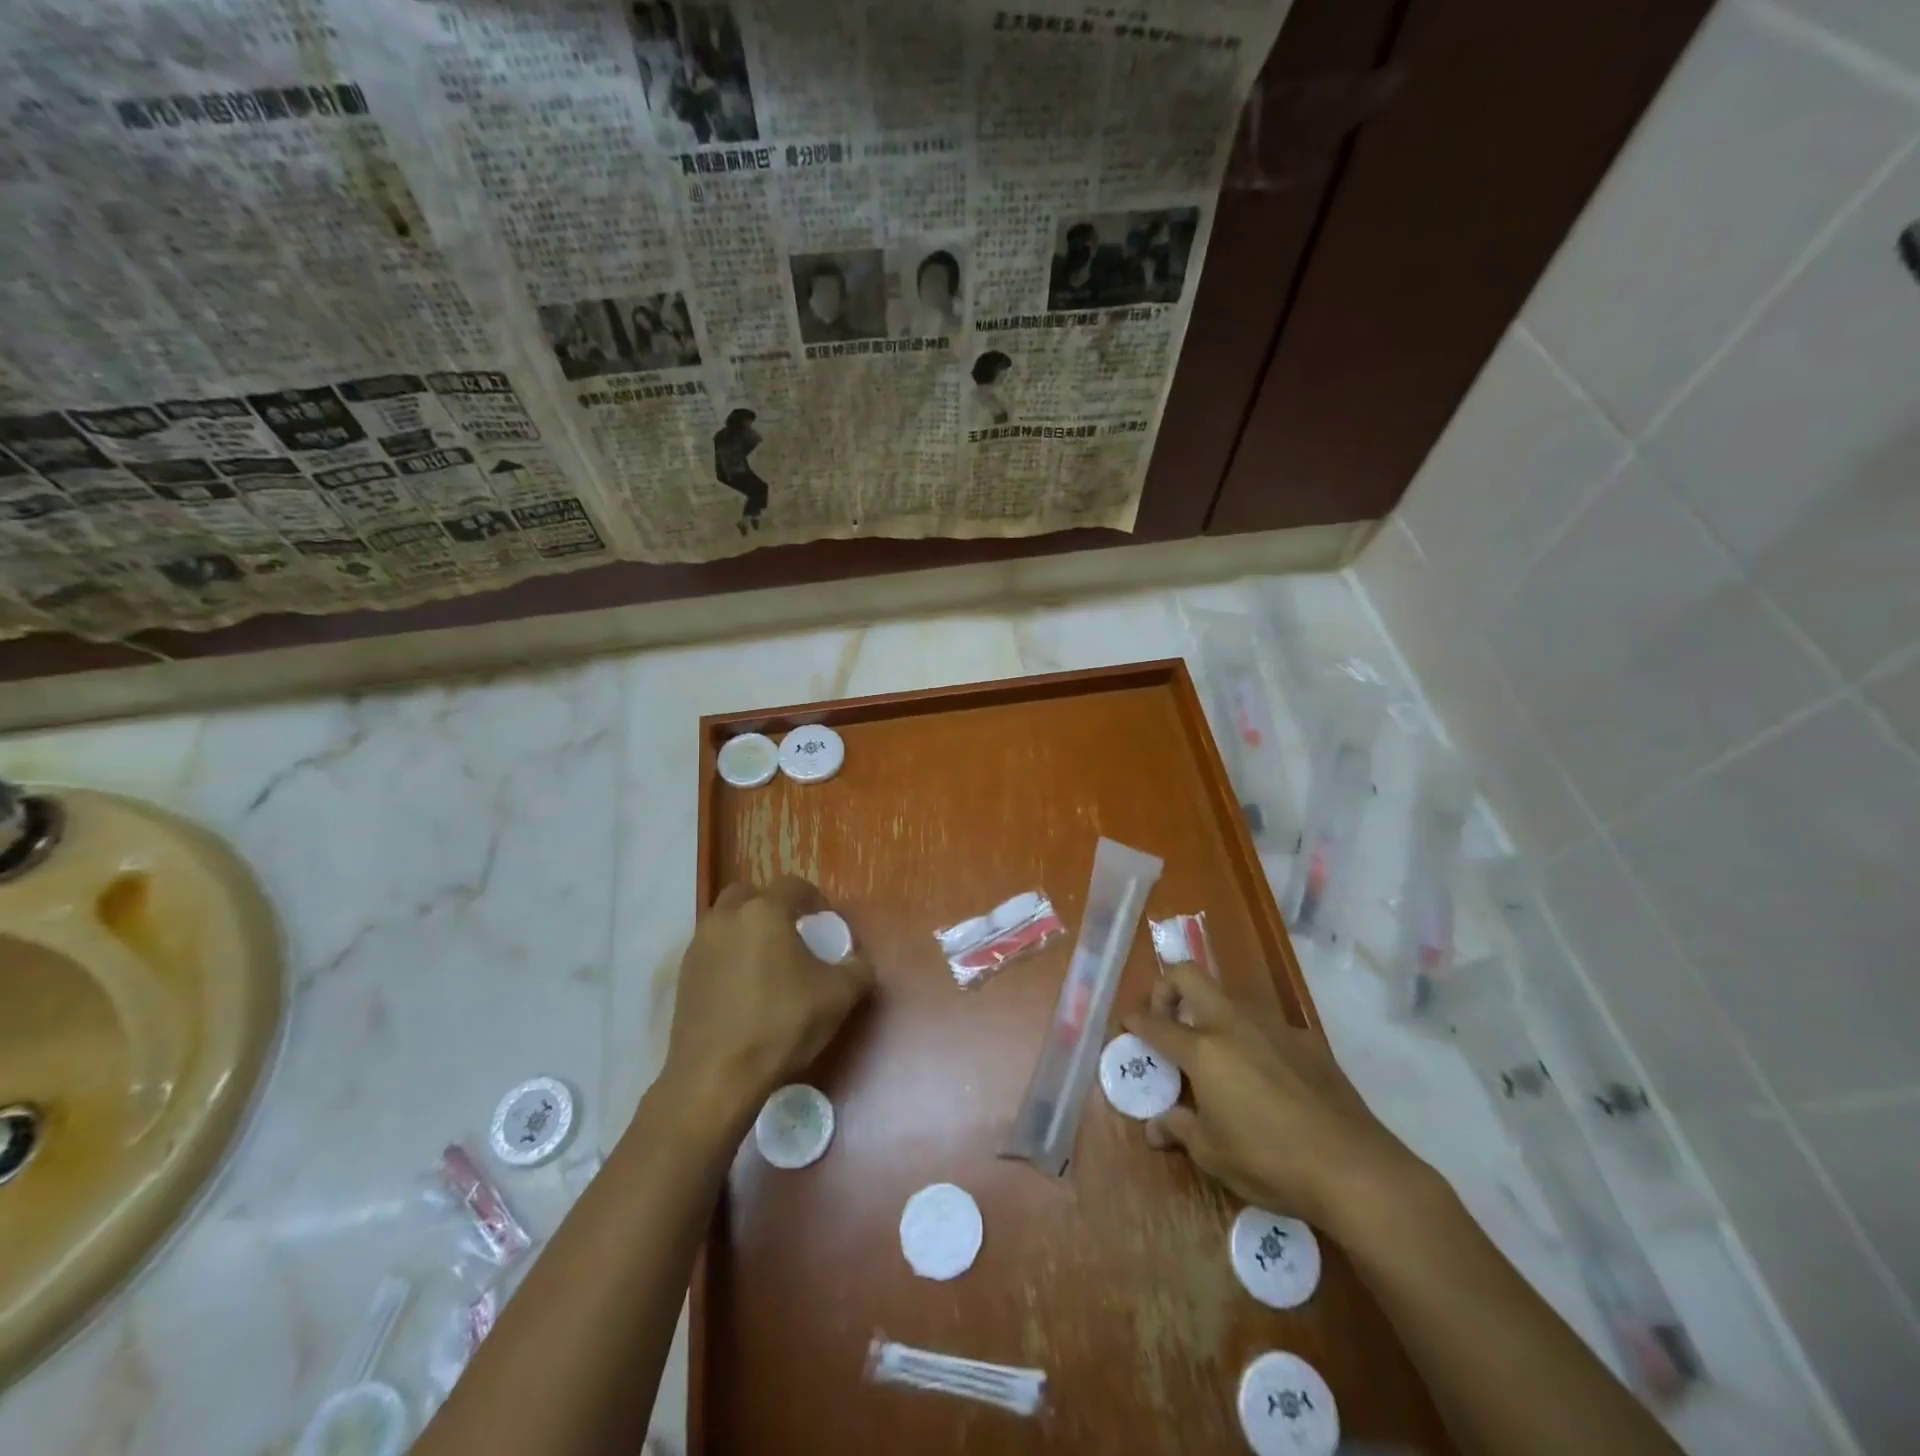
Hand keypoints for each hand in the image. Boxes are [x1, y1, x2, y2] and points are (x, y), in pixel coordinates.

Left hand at [662, 876, 875, 1117]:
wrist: (716, 1077)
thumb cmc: (781, 1025)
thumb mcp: (838, 997)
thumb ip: (858, 969)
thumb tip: (859, 961)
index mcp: (764, 912)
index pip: (793, 885)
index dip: (814, 899)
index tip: (825, 923)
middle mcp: (726, 918)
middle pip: (750, 894)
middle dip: (771, 907)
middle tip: (792, 935)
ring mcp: (699, 947)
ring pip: (725, 921)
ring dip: (746, 931)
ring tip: (767, 964)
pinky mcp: (683, 977)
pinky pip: (711, 951)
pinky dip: (728, 957)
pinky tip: (744, 989)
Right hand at [1123, 963, 1428, 1232]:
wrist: (1354, 1167)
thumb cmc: (1270, 1161)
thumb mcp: (1212, 1154)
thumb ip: (1179, 1129)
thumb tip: (1156, 1127)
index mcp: (1203, 1049)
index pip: (1155, 1023)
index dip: (1135, 1021)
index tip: (1127, 1024)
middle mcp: (1233, 1024)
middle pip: (1189, 975)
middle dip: (1167, 987)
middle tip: (1166, 1019)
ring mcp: (1273, 1026)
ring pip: (1229, 997)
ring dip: (1211, 1012)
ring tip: (1215, 1053)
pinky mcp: (1306, 1039)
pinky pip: (1266, 1025)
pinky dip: (1251, 1038)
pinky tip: (1264, 1077)